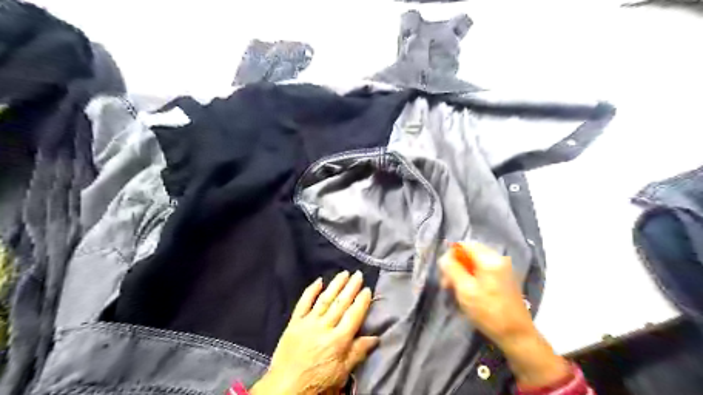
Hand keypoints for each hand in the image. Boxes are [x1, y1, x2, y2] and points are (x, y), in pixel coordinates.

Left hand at [250, 272, 375, 394]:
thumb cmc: (317, 382)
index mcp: (338, 340)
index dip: (362, 301)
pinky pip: (303, 303)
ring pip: (325, 299)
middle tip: (358, 274)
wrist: (285, 387)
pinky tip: (319, 280)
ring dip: (335, 285)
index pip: (354, 315)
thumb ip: (358, 352)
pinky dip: (311, 290)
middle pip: (341, 303)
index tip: (368, 289)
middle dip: (351, 287)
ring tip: (344, 273)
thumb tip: (376, 337)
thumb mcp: (342, 373)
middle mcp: (324, 327)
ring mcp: (308, 322)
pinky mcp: (294, 322)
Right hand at [437, 244, 570, 387]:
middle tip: (447, 284)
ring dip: (463, 272)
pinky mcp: (505, 278)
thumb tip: (444, 257)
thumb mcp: (465, 290)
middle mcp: (498, 258)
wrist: (517, 335)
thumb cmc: (488, 312)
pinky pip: (483, 270)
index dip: (450, 255)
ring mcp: (503, 268)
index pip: (464, 244)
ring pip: (475, 262)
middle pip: (470, 252)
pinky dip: (473, 277)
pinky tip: (469, 292)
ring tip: (456, 290)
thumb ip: (452, 269)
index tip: (444, 272)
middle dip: (456, 265)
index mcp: (489, 259)